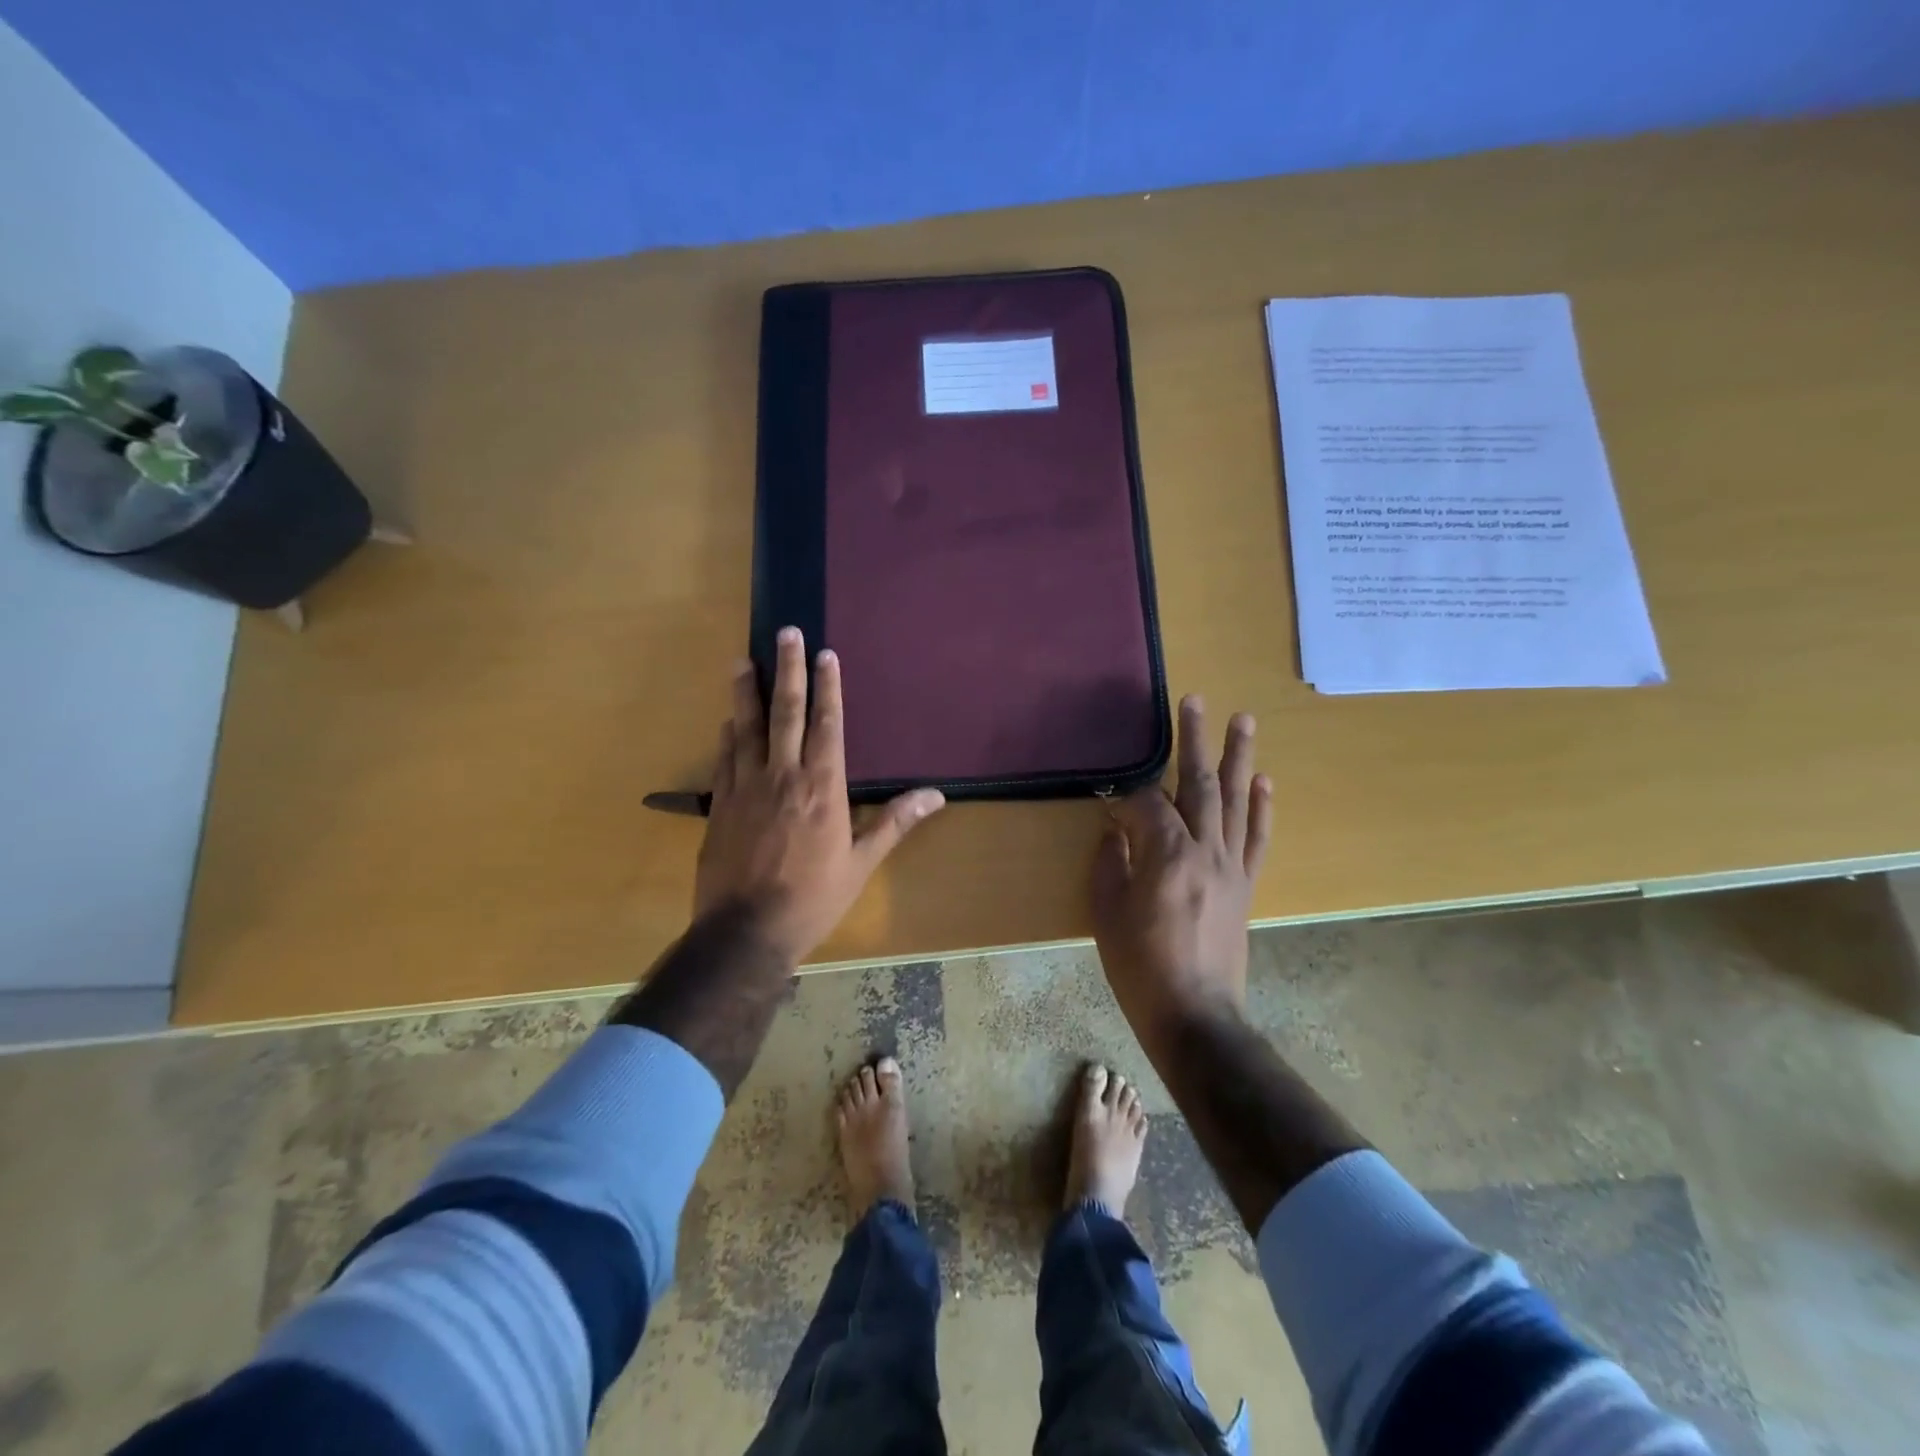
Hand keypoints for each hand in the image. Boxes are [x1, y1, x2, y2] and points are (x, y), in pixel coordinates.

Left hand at [694, 626, 945, 964]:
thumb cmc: (813, 898)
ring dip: (746, 692)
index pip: (827, 724)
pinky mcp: (720, 805)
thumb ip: (894, 822)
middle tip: (786, 633)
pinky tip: (728, 720)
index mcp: (823, 787)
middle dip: (787, 669)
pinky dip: (728, 735)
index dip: (828, 687)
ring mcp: (746, 787)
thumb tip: (935, 795)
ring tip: (743, 660)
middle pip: (785, 712)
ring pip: (747, 728)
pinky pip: (725, 759)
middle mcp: (783, 776)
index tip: (825, 654)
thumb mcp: (861, 863)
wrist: (746, 931)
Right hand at [1090, 695, 1271, 1041]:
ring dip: (1239, 758)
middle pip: (1200, 784)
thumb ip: (1111, 862)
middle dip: (1195, 740)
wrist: (1194, 1015)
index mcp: (1167, 855)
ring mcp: (1231, 866)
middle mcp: (1206, 850)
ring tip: (1243, 720)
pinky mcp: (1246, 885)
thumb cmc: (1140, 966)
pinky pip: (1257, 838)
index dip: (1126, 797)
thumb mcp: (1107, 913)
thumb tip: (1115, 829)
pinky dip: (1262, 808)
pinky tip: (1264, 782)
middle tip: (1195, 699)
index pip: (1148, 804)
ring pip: (1236, 801)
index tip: (1109, 802)